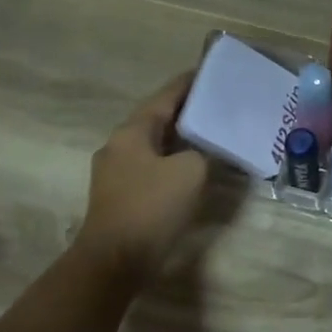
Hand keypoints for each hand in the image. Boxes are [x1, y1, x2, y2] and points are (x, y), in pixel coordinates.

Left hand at [76, 73, 208, 283]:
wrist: (114, 260)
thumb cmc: (151, 208)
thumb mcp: (190, 172)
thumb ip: (201, 153)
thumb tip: (200, 153)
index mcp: (132, 132)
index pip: (164, 97)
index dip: (188, 83)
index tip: (209, 71)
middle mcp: (119, 145)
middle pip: (156, 118)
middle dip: (186, 110)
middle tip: (216, 103)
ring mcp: (115, 171)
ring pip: (153, 144)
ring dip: (179, 137)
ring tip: (209, 132)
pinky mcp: (120, 194)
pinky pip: (151, 166)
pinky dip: (172, 159)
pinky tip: (191, 166)